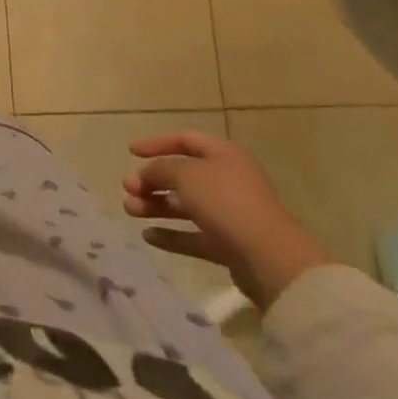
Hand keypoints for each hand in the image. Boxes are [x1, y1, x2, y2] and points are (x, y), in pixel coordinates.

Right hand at [121, 131, 331, 309]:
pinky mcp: (229, 245)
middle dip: (151, 181)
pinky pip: (194, 235)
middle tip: (128, 189)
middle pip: (182, 175)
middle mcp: (228, 180)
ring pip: (185, 206)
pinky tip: (148, 237)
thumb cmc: (226, 202)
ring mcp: (230, 214)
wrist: (270, 258)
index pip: (185, 140)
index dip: (156, 143)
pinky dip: (172, 235)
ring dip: (156, 206)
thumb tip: (145, 174)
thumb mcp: (185, 175)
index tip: (131, 152)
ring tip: (131, 211)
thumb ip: (159, 169)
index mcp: (224, 155)